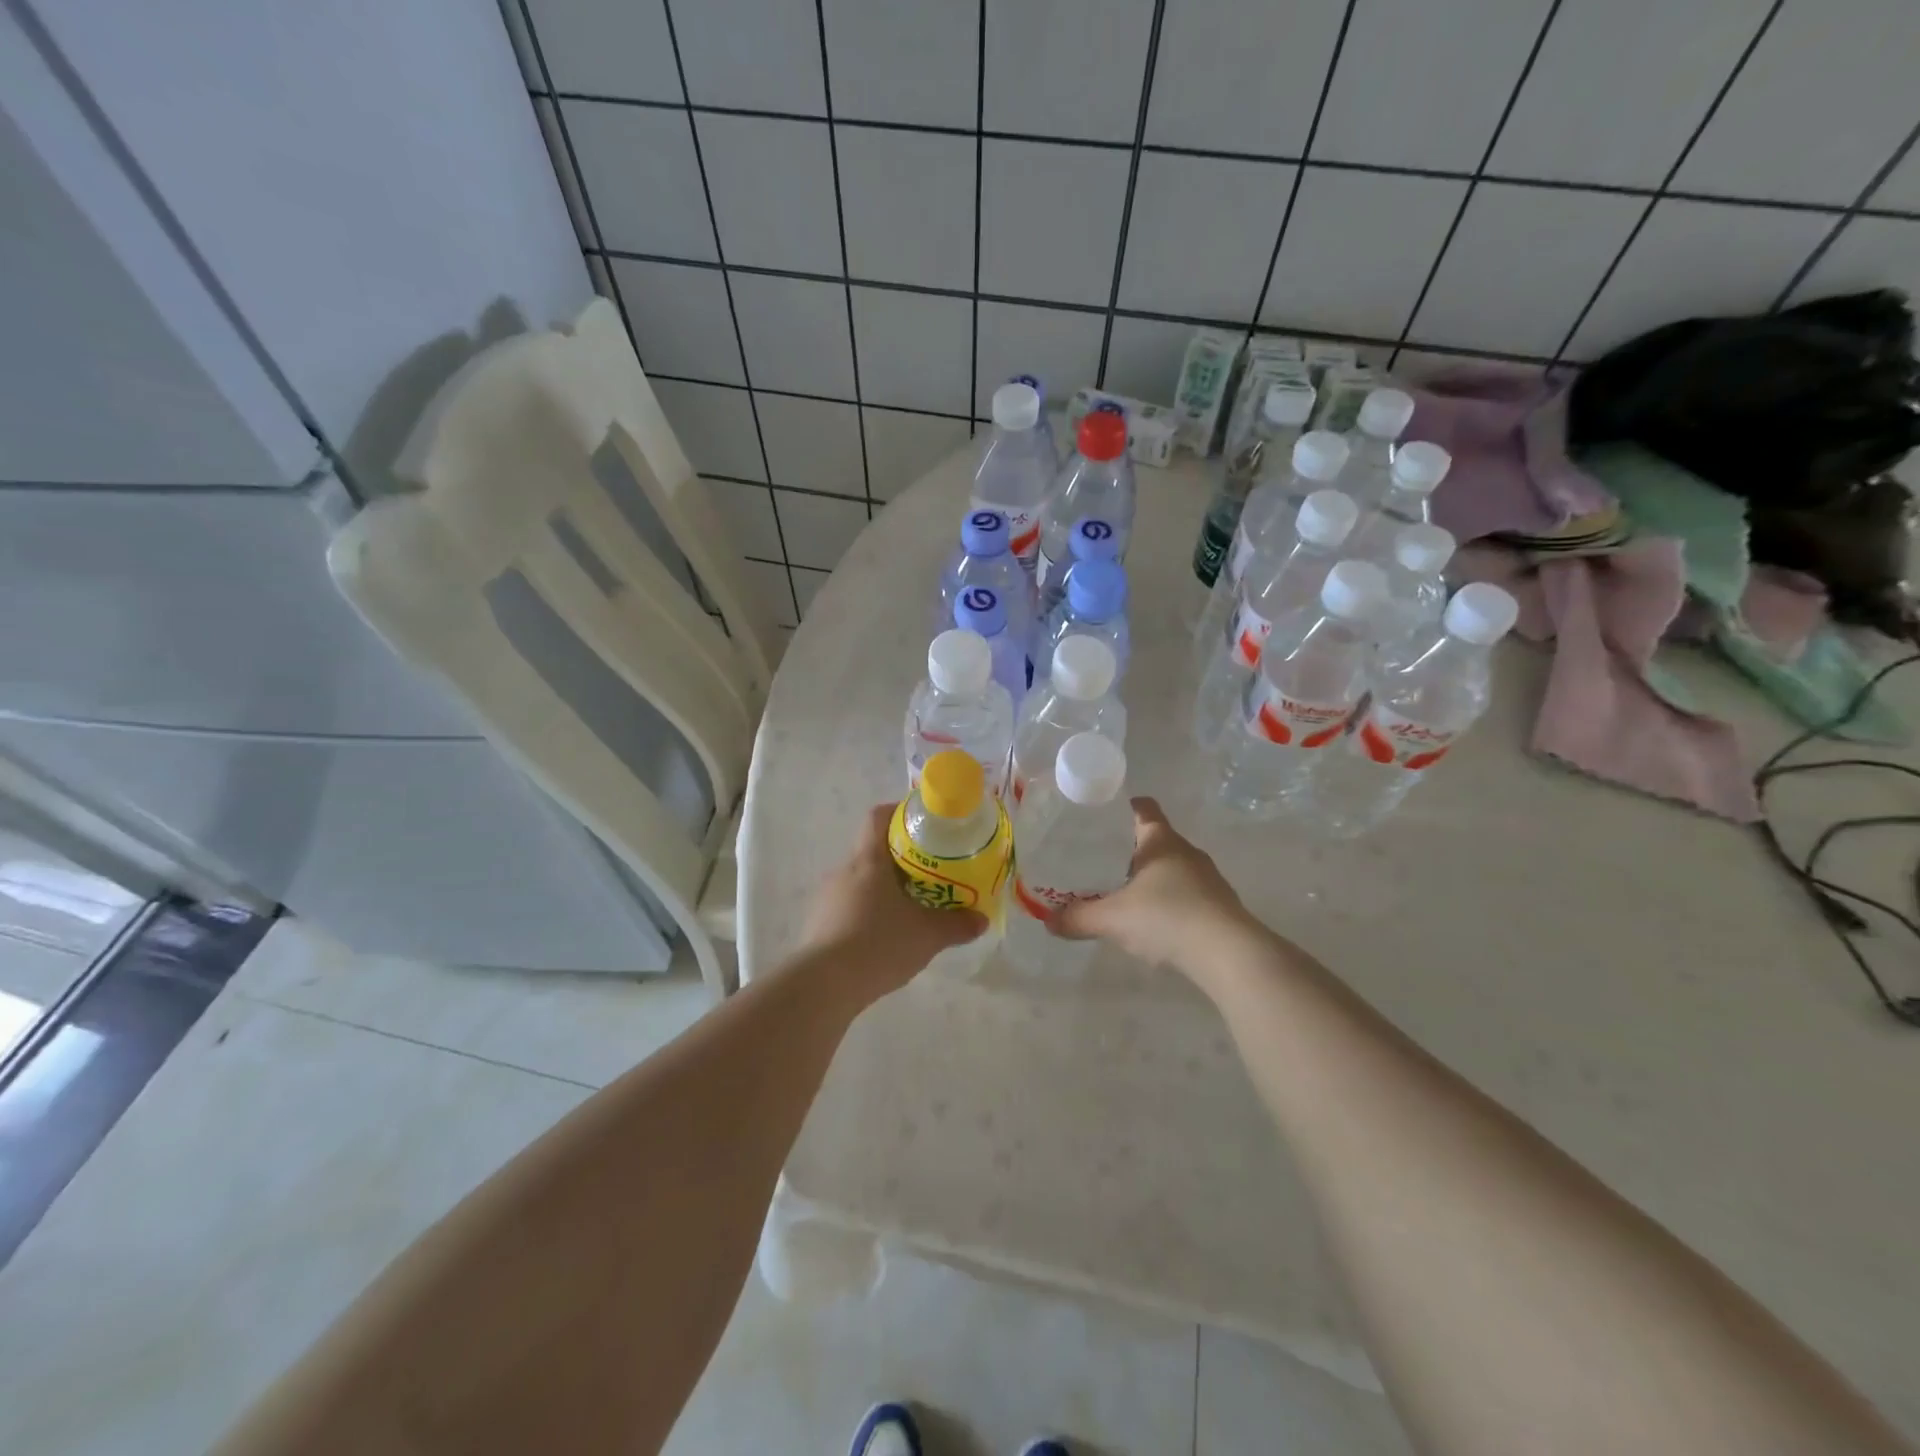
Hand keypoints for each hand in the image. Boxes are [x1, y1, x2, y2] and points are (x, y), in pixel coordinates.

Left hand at [796, 804, 987, 998]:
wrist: (824, 985)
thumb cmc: (878, 943)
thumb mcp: (928, 935)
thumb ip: (957, 925)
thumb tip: (981, 920)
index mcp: (868, 860)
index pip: (878, 817)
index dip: (898, 812)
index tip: (922, 822)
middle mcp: (843, 870)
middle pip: (871, 850)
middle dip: (899, 858)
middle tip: (928, 872)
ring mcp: (827, 898)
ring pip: (860, 881)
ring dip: (882, 888)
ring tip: (909, 908)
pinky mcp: (818, 924)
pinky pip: (848, 907)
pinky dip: (867, 912)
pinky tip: (883, 937)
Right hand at [1050, 798, 1258, 980]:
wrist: (1229, 954)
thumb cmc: (1167, 917)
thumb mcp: (1113, 919)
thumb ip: (1078, 918)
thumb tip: (1047, 921)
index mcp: (1161, 840)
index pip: (1143, 808)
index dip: (1122, 807)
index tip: (1099, 816)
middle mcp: (1186, 851)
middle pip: (1154, 840)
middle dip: (1127, 849)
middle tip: (1096, 861)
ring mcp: (1207, 879)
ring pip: (1170, 868)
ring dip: (1148, 878)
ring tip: (1120, 895)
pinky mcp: (1218, 906)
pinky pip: (1185, 894)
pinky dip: (1167, 902)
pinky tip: (1151, 923)